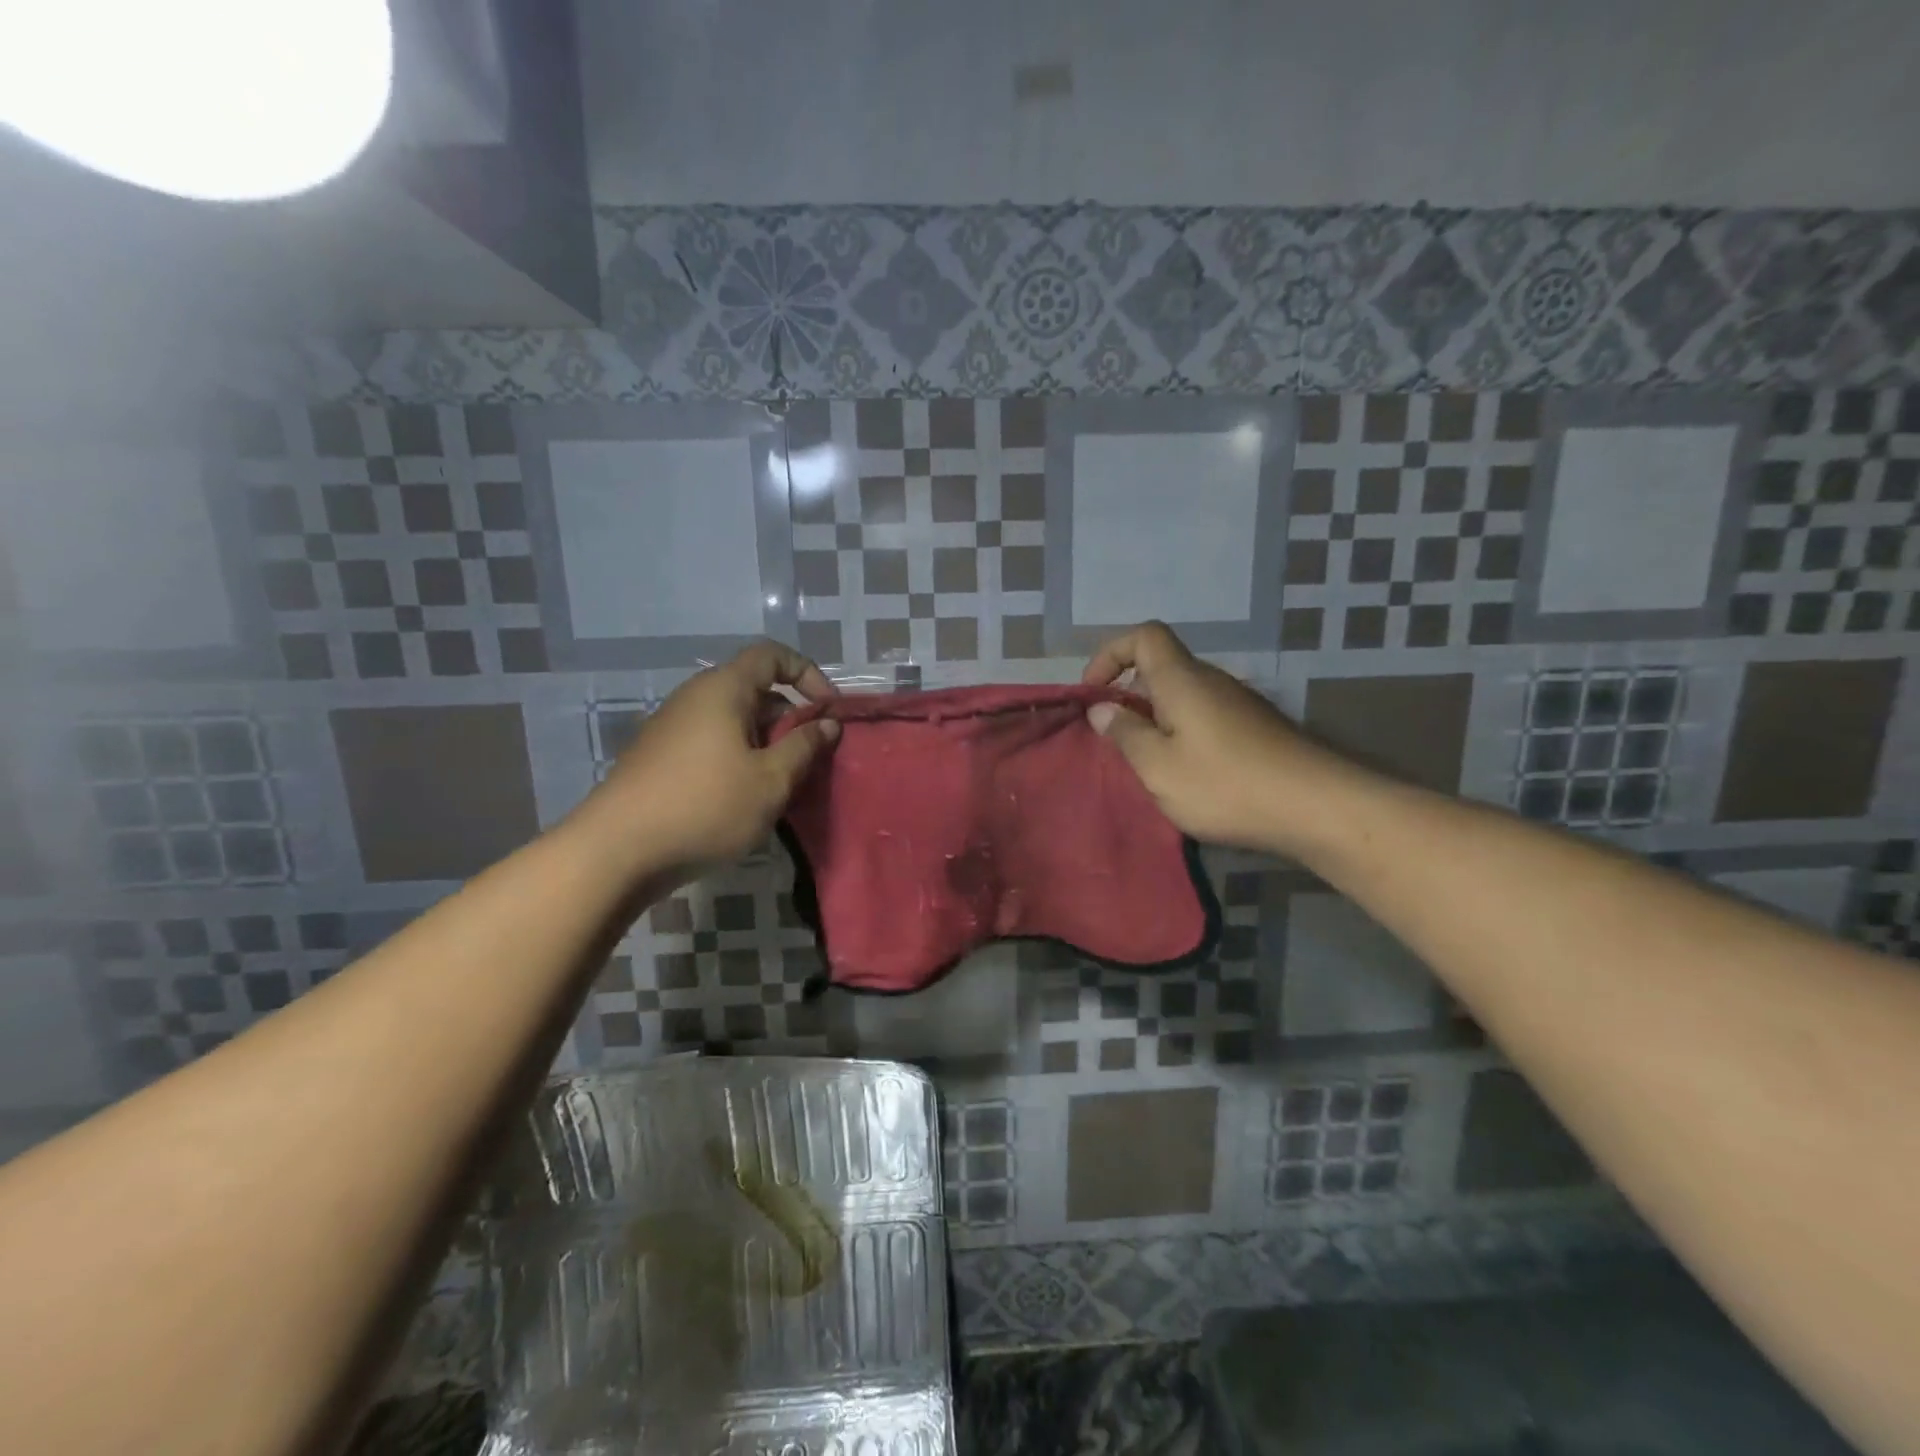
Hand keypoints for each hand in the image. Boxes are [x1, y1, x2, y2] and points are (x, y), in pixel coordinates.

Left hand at [578, 641, 840, 878]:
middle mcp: (695, 698)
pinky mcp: (660, 758)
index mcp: (723, 689)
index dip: (808, 674)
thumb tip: (828, 723)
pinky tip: (746, 799)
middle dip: (791, 719)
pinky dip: (740, 759)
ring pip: (735, 722)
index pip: (772, 656)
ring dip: (767, 744)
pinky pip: (713, 744)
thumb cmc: (706, 806)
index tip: (829, 711)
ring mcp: (673, 728)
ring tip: (783, 784)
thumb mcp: (771, 780)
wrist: (617, 851)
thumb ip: (804, 746)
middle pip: (755, 690)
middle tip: (811, 758)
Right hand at [1082, 622, 1353, 855]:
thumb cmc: (1225, 784)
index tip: (1093, 693)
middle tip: (1114, 740)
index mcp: (1182, 680)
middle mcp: (1211, 681)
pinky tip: (1187, 775)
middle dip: (1128, 696)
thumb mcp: (1158, 766)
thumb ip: (1125, 734)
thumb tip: (1102, 709)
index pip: (1144, 636)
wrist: (1317, 808)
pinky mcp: (1255, 729)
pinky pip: (1204, 718)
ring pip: (1182, 697)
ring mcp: (1238, 704)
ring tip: (1147, 764)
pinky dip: (1182, 734)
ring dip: (1155, 720)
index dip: (1111, 654)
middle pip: (1161, 668)